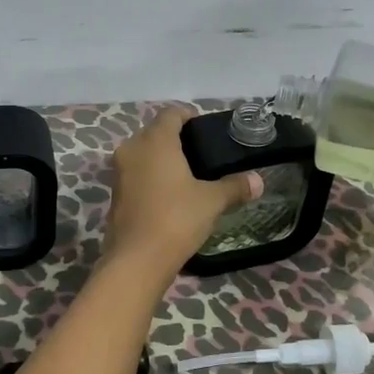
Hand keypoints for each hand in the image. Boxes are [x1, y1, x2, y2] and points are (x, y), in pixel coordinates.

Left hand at [104, 107, 262, 271]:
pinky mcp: (114, 193)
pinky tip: (169, 194)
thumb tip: (258, 181)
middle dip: (175, 138)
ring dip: (160, 158)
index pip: (171, 114)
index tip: (204, 129)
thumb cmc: (176, 219)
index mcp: (155, 141)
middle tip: (200, 153)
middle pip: (154, 132)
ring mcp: (119, 172)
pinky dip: (150, 177)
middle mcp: (132, 148)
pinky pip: (135, 174)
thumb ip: (234, 187)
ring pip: (142, 153)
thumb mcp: (211, 202)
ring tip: (186, 174)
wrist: (136, 260)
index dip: (188, 116)